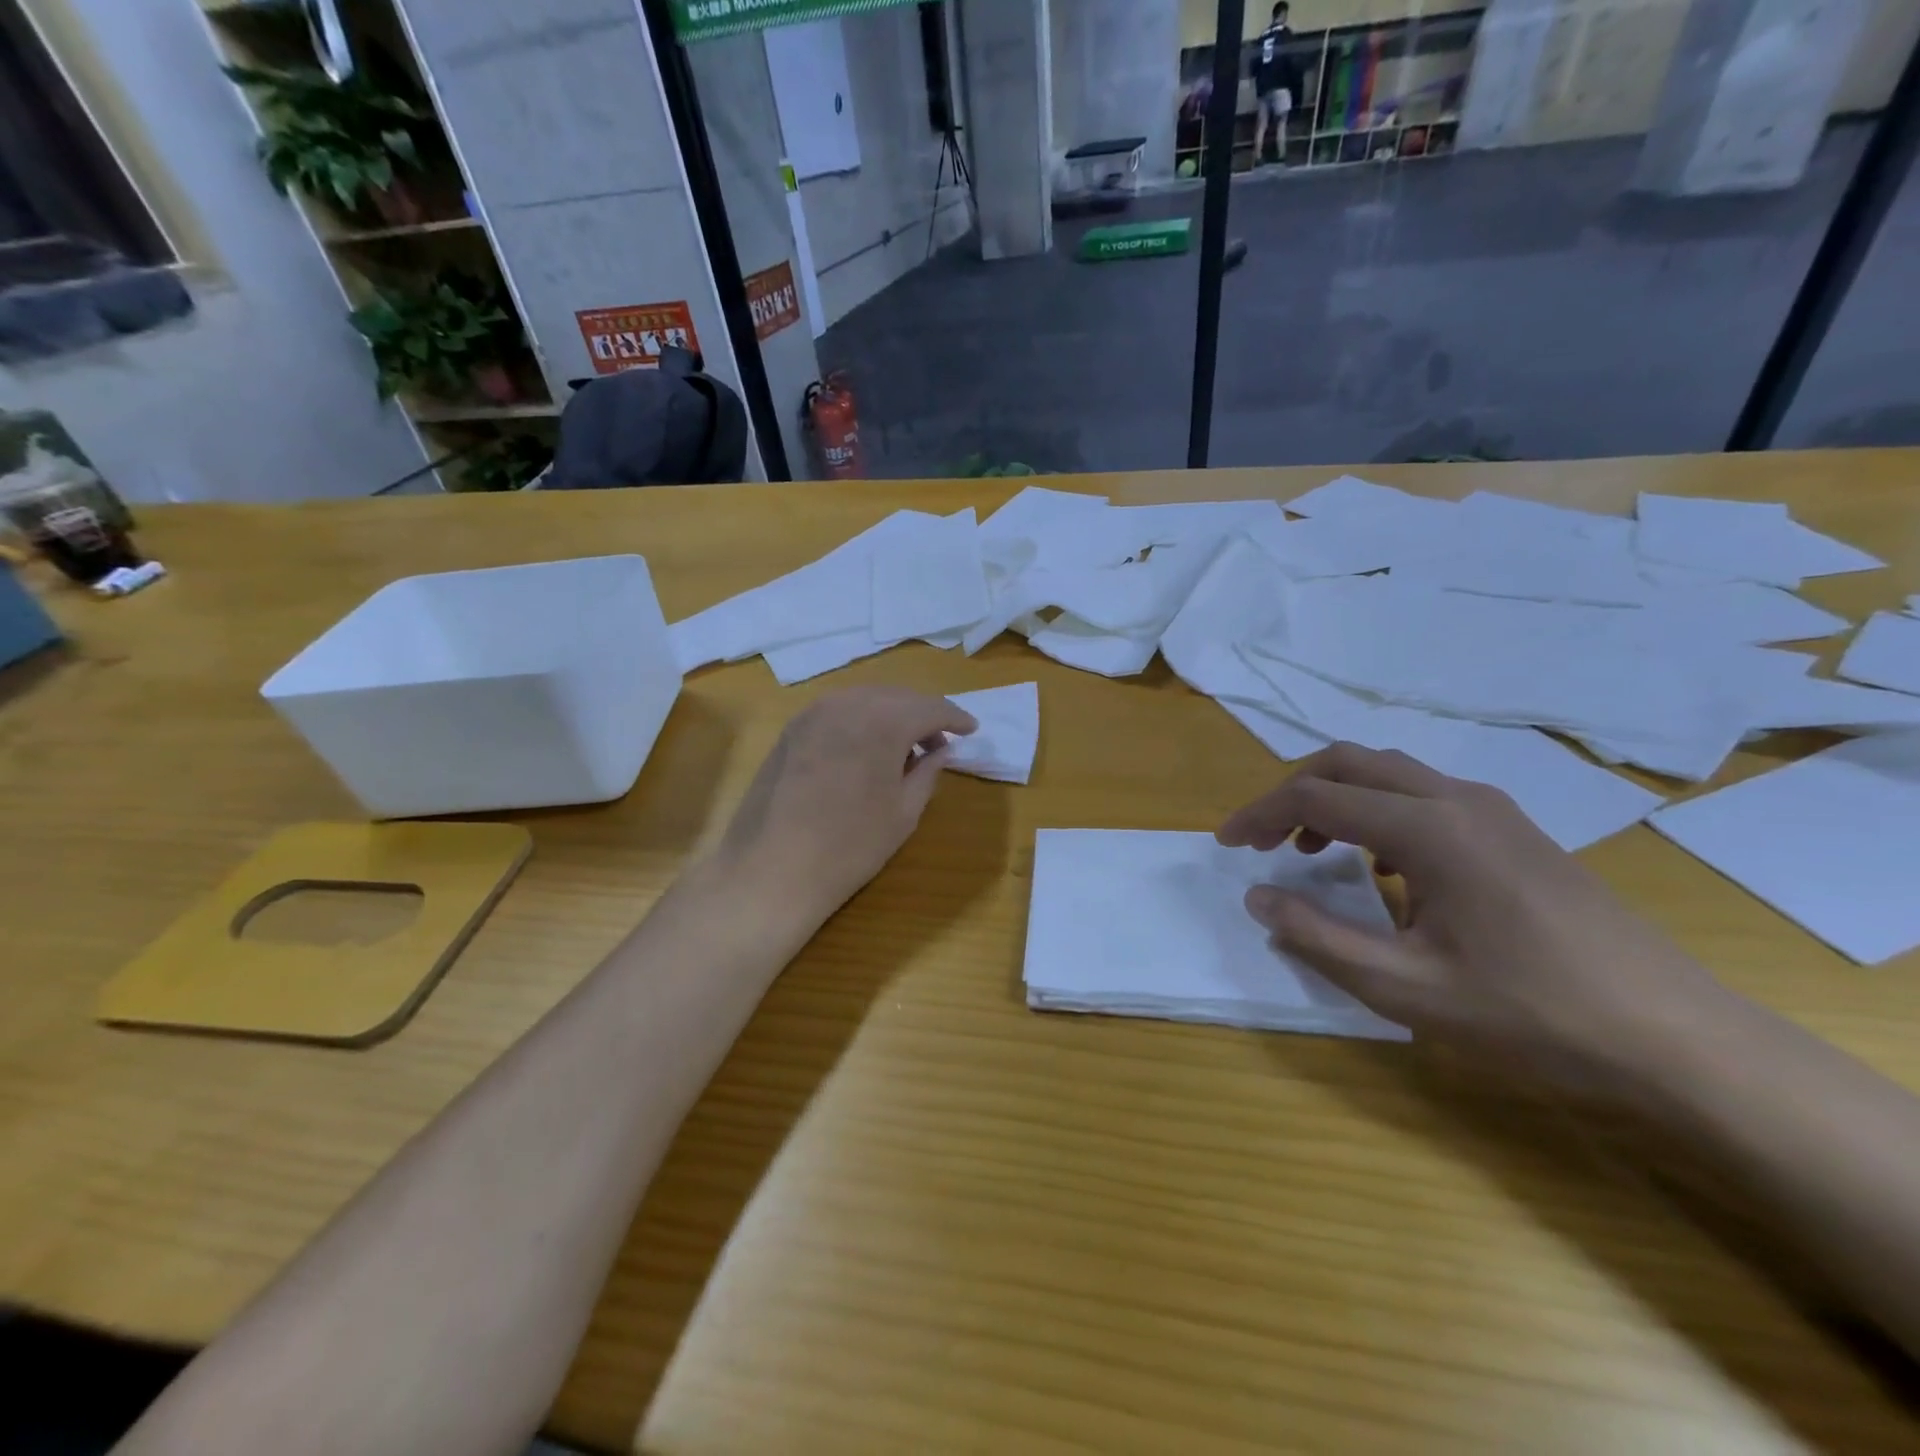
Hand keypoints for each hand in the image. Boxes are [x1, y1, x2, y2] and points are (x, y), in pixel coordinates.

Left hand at [716, 686, 976, 925]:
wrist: (772, 868)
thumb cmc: (850, 845)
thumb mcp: (904, 812)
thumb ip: (929, 772)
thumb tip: (942, 750)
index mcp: (884, 721)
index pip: (931, 708)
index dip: (955, 718)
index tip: (972, 730)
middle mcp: (849, 703)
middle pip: (898, 697)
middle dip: (923, 714)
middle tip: (939, 742)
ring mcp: (814, 712)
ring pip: (866, 699)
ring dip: (891, 715)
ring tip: (903, 748)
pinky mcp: (792, 728)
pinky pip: (838, 711)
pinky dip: (861, 720)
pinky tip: (865, 749)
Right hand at [1217, 743, 1729, 1081]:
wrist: (1676, 1037)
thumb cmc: (1531, 1015)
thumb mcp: (1405, 989)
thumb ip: (1318, 938)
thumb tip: (1258, 898)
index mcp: (1427, 828)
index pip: (1316, 797)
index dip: (1259, 815)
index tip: (1227, 845)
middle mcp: (1457, 799)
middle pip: (1349, 763)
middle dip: (1292, 793)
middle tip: (1262, 840)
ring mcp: (1492, 810)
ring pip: (1388, 773)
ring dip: (1336, 798)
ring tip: (1309, 851)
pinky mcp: (1513, 830)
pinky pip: (1424, 795)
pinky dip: (1377, 813)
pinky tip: (1381, 868)